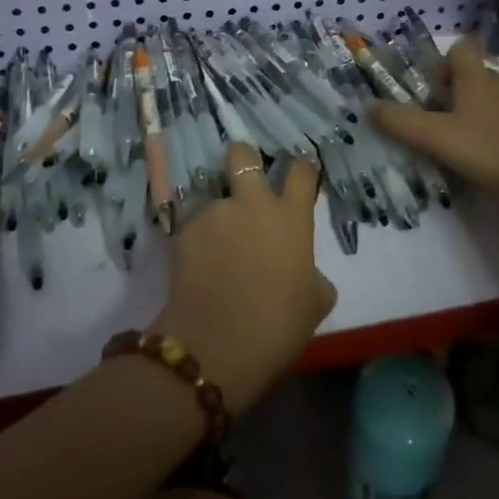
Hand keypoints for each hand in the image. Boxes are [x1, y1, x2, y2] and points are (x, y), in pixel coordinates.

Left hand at [150, 143, 336, 409]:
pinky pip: (193, 224)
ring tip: (214, 243)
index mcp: (291, 217)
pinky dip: (196, 238)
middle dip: (241, 156)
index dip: (302, 167)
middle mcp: (252, 203)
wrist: (218, 344)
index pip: (302, 170)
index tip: (300, 173)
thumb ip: (313, 274)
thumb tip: (304, 272)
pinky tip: (196, 263)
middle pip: (242, 154)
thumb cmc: (278, 324)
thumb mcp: (316, 303)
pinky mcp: (183, 230)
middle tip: (241, 173)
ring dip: (217, 212)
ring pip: (213, 195)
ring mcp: (214, 213)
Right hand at [368, 36, 498, 205]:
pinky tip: (479, 155)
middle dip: (448, 90)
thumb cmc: (489, 148)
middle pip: (469, 74)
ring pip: (485, 98)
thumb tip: (368, 105)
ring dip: (466, 112)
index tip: (427, 85)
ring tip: (450, 139)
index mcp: (475, 77)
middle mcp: (498, 84)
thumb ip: (400, 121)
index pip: (460, 49)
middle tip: (430, 116)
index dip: (440, 61)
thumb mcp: (436, 137)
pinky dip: (486, 130)